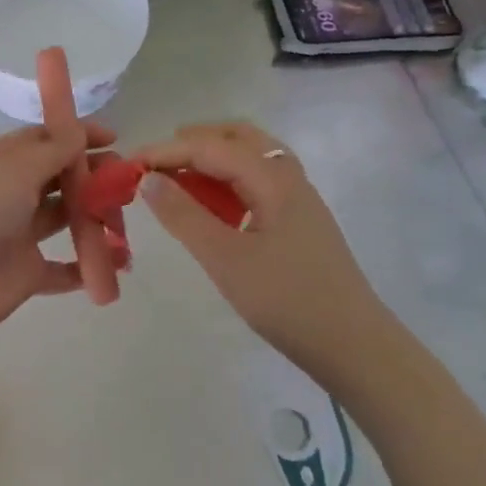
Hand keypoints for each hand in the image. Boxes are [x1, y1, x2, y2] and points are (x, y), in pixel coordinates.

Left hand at [0, 120, 122, 347]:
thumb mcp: (17, 168)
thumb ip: (54, 149)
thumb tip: (79, 129)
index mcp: (2, 163)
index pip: (44, 140)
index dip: (78, 136)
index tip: (113, 137)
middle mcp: (12, 194)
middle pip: (60, 178)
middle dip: (93, 176)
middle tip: (124, 181)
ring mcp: (20, 233)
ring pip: (66, 218)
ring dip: (96, 217)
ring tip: (123, 218)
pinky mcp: (29, 271)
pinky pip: (65, 267)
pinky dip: (89, 264)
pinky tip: (116, 261)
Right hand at [135, 121, 389, 365]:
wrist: (355, 347)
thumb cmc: (287, 301)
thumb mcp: (225, 259)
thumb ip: (184, 215)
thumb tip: (148, 179)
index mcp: (273, 179)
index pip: (211, 147)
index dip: (167, 151)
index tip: (129, 163)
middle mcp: (289, 178)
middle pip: (238, 138)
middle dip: (194, 142)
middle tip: (156, 161)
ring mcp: (298, 199)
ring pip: (251, 159)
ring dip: (213, 159)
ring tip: (178, 179)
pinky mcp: (299, 222)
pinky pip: (258, 183)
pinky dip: (228, 181)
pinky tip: (212, 206)